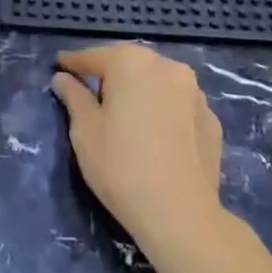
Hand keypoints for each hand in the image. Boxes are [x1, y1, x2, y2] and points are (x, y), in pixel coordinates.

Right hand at [51, 43, 224, 243]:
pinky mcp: (212, 120)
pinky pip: (178, 106)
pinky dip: (163, 111)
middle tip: (90, 92)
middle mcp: (167, 67)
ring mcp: (195, 93)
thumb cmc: (121, 166)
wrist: (180, 214)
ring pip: (157, 83)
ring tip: (126, 114)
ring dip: (140, 91)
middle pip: (129, 64)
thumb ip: (74, 97)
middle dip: (110, 74)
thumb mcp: (85, 130)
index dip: (73, 63)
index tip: (60, 67)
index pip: (93, 57)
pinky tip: (155, 134)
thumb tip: (63, 78)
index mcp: (131, 62)